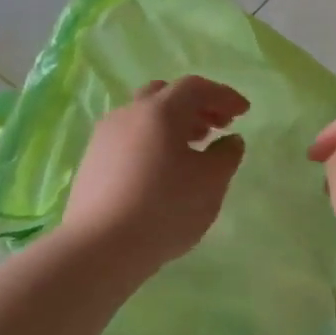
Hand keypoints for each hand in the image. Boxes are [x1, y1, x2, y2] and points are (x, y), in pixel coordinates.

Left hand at [63, 76, 248, 269]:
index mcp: (160, 111)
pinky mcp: (92, 162)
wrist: (101, 246)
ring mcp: (104, 137)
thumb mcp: (211, 183)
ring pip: (143, 118)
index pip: (195, 87)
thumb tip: (230, 140)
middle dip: (195, 106)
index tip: (243, 112)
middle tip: (217, 126)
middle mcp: (129, 114)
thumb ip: (227, 156)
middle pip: (165, 95)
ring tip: (192, 150)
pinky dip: (152, 143)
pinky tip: (161, 171)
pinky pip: (128, 140)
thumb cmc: (165, 208)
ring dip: (172, 126)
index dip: (223, 95)